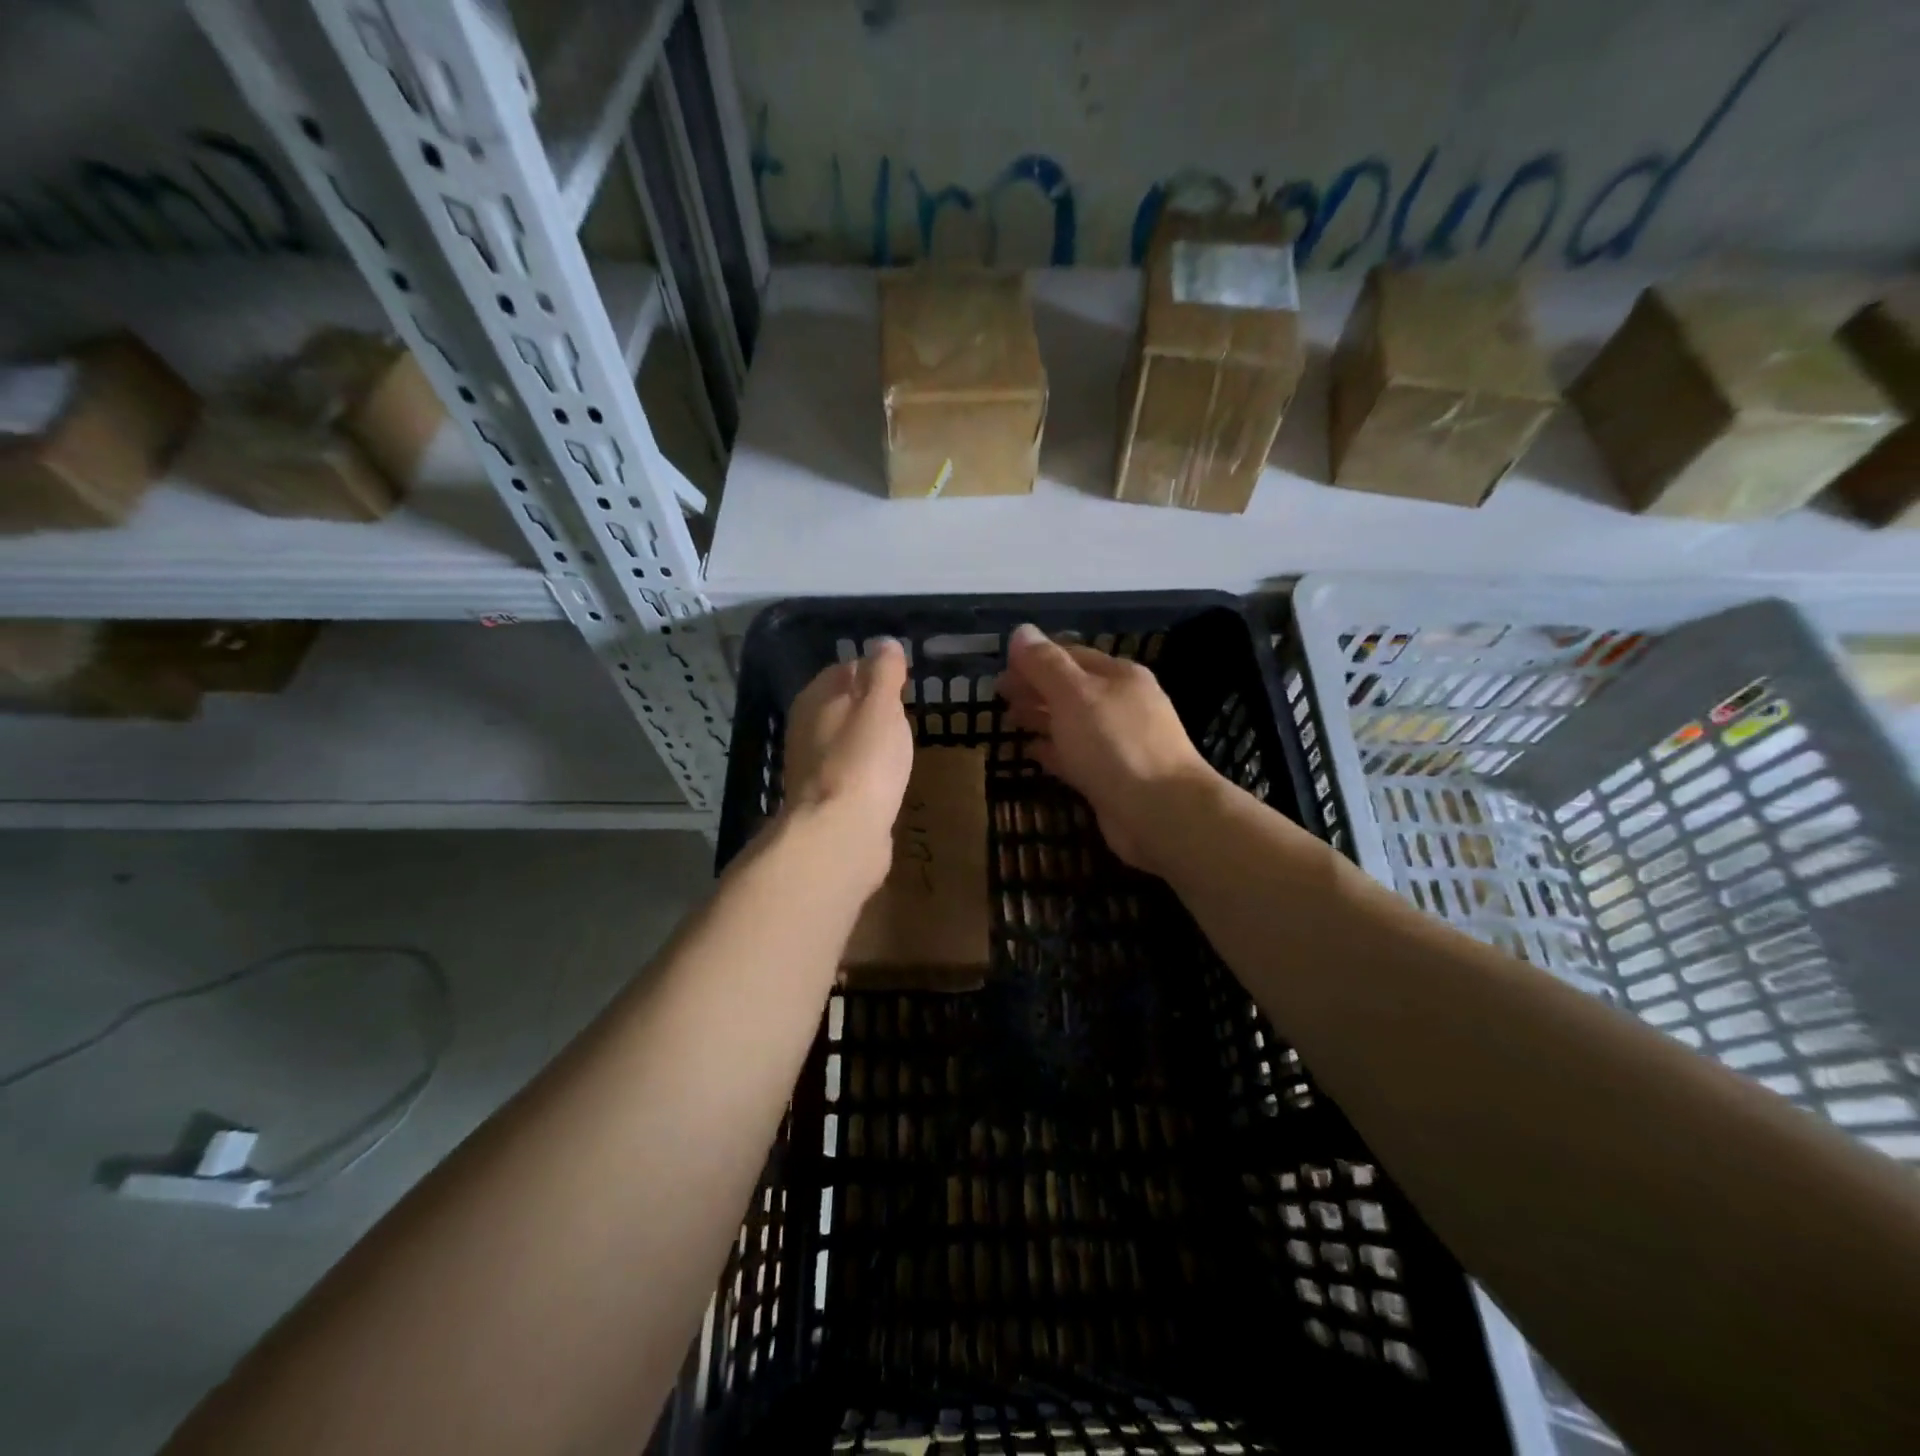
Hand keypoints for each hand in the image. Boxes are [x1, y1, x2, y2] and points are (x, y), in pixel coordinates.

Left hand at [781, 640, 913, 888]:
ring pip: (844, 741)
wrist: (841, 834)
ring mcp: (814, 768)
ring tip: (900, 742)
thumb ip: (883, 672)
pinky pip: (851, 774)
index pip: (844, 670)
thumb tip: (883, 642)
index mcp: (816, 699)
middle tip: (905, 710)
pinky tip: (886, 778)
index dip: (872, 669)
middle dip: (869, 706)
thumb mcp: (881, 706)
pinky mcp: (827, 801)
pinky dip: (867, 771)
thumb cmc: (863, 760)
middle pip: (841, 706)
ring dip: (867, 740)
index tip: (901, 677)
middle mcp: (807, 729)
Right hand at [997, 623, 1218, 873]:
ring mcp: (1118, 743)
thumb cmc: (1115, 743)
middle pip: (1070, 689)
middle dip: (1035, 688)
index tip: (1001, 667)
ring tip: (1009, 719)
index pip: (1070, 655)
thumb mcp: (1074, 694)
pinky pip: (1075, 757)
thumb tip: (1020, 631)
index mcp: (1118, 676)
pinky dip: (1052, 752)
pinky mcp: (1111, 778)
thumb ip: (1045, 664)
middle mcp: (1121, 705)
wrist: (1160, 812)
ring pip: (1071, 723)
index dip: (1034, 658)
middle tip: (999, 695)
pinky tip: (1030, 753)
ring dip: (1041, 718)